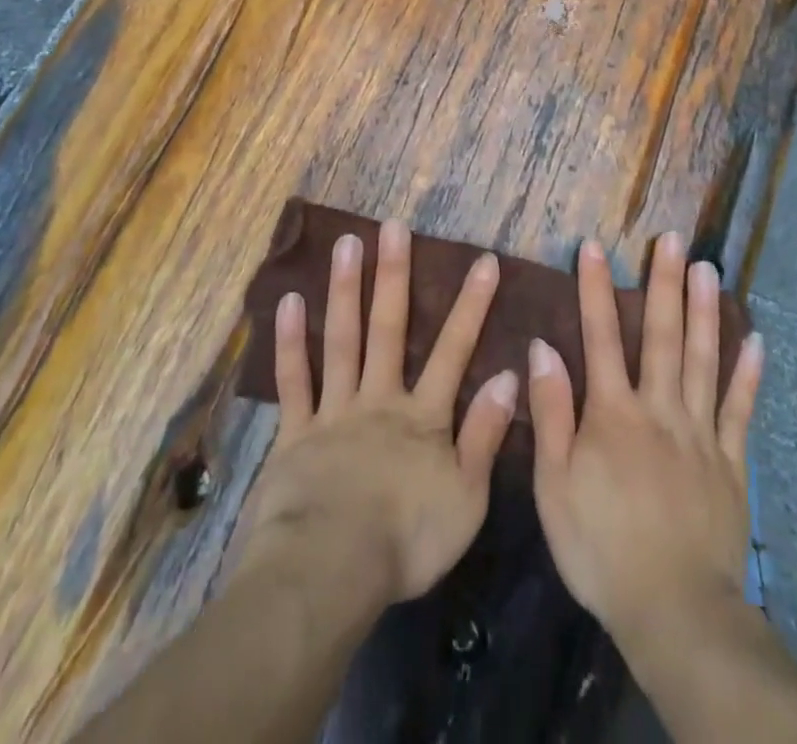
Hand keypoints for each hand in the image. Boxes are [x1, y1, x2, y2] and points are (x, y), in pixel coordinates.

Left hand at [236, 220, 518, 606]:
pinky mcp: (295, 433)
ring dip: (345, 290)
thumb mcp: (466, 497)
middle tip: (393, 226)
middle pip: (388, 328)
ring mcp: (334, 411)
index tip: (484, 260)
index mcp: (423, 416)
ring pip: (341, 340)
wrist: (329, 571)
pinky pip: (294, 380)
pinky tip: (288, 301)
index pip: (454, 350)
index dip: (471, 304)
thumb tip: (508, 376)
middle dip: (394, 275)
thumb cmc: (406, 540)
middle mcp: (379, 399)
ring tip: (345, 243)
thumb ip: (485, 435)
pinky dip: (290, 341)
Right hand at [529, 232, 763, 643]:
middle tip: (673, 239)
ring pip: (703, 359)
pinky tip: (756, 340)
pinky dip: (748, 374)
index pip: (601, 336)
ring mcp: (700, 433)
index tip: (594, 246)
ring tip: (708, 269)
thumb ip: (551, 412)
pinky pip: (740, 410)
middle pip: (661, 335)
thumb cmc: (600, 547)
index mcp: (613, 413)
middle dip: (664, 283)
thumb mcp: (554, 485)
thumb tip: (542, 347)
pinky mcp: (731, 463)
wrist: (673, 611)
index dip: (596, 289)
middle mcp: (659, 409)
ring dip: (704, 311)